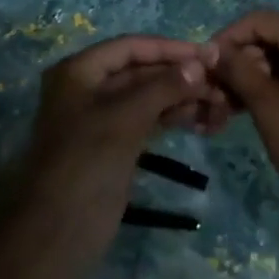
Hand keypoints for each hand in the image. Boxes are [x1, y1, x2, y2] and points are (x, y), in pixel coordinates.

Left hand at [11, 35, 222, 278]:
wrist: (57, 231)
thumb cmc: (86, 164)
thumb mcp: (124, 119)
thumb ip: (162, 87)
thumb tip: (199, 63)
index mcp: (79, 72)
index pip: (131, 47)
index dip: (170, 48)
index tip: (209, 55)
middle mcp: (89, 89)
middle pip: (141, 71)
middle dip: (180, 77)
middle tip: (221, 86)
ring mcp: (102, 119)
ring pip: (148, 98)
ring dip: (182, 99)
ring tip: (220, 106)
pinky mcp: (115, 145)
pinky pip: (148, 121)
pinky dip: (173, 118)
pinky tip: (202, 121)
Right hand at [210, 10, 278, 230]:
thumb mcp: (264, 103)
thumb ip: (237, 69)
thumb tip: (213, 50)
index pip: (259, 20)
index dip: (228, 37)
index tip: (207, 64)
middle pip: (276, 35)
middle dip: (244, 58)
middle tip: (221, 89)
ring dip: (261, 72)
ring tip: (237, 103)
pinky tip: (264, 106)